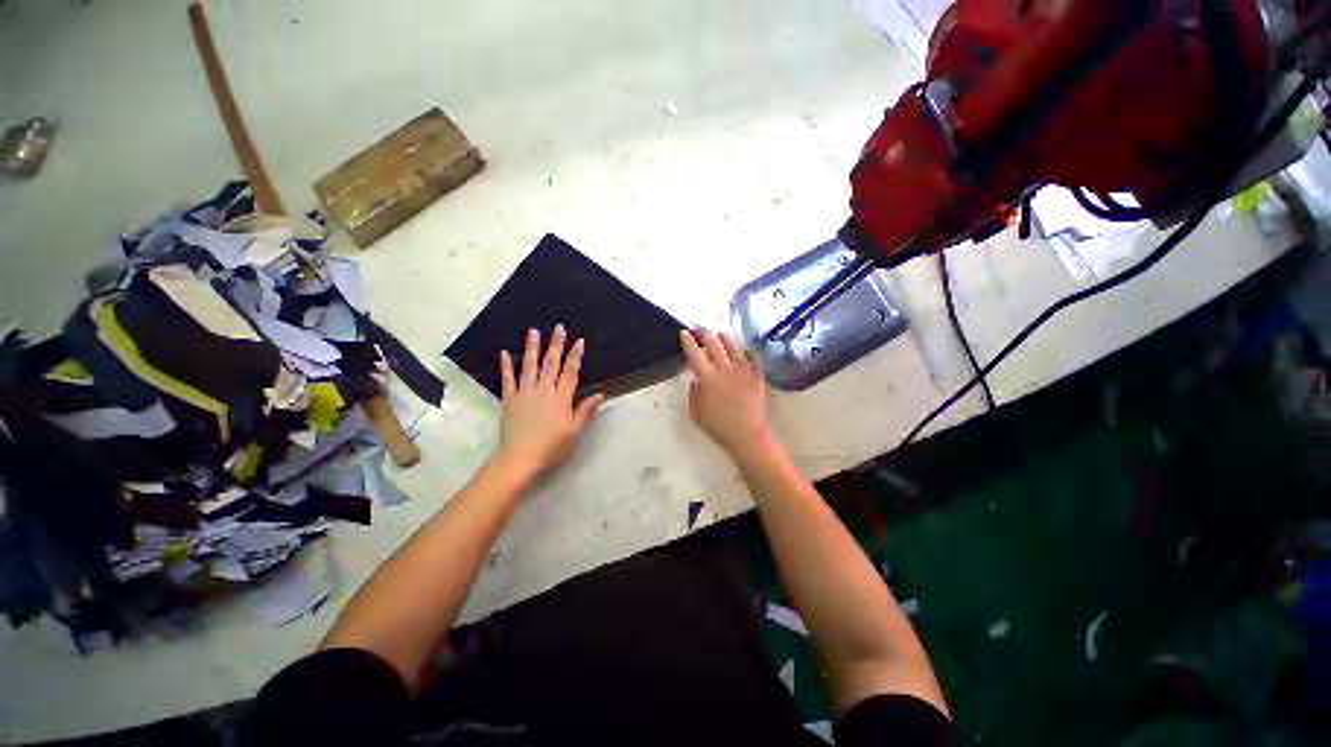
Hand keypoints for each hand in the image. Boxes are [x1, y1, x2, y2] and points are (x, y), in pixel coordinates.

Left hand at [495, 326, 604, 479]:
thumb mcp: (574, 431)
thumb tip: (600, 394)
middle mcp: (543, 390)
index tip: (579, 340)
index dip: (575, 355)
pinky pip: (508, 379)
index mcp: (561, 397)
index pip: (570, 371)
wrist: (519, 459)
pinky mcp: (509, 399)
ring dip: (532, 347)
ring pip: (529, 365)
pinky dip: (506, 365)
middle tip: (558, 327)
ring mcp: (524, 393)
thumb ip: (585, 410)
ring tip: (533, 331)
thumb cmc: (551, 447)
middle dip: (556, 344)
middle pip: (551, 363)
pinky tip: (505, 353)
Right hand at [680, 327, 777, 459]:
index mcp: (707, 378)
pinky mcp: (756, 376)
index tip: (684, 333)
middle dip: (704, 333)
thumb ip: (693, 394)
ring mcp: (743, 371)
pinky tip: (746, 350)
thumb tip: (695, 379)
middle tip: (699, 327)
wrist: (747, 435)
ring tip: (720, 333)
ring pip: (734, 347)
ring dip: (725, 338)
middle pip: (714, 344)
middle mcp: (725, 369)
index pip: (695, 354)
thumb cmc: (718, 427)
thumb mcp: (696, 413)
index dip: (688, 342)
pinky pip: (754, 359)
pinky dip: (749, 352)